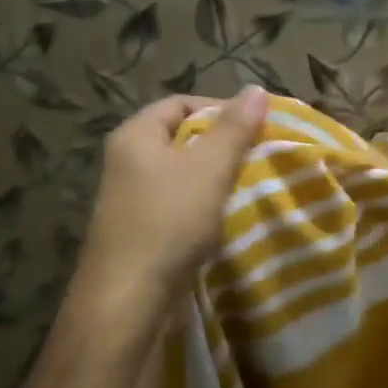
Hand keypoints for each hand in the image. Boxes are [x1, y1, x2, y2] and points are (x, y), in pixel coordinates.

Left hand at [66, 87, 268, 330]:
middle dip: (223, 144)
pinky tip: (227, 218)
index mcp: (135, 136)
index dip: (221, 108)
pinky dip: (204, 205)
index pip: (181, 103)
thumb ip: (234, 129)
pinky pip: (179, 205)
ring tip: (250, 185)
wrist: (129, 298)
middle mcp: (127, 161)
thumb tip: (256, 88)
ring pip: (182, 175)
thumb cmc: (169, 222)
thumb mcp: (209, 169)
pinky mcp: (141, 231)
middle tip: (259, 155)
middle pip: (182, 138)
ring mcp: (132, 199)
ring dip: (216, 178)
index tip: (258, 126)